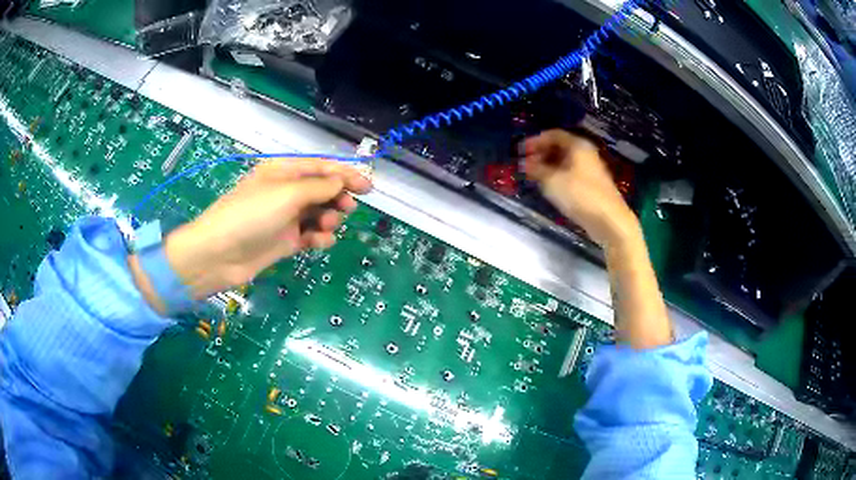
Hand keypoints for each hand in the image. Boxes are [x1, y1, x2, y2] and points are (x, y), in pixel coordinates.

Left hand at [144, 158, 371, 305]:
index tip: (368, 187)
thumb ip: (319, 187)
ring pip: (319, 212)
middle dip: (337, 197)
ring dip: (328, 218)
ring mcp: (286, 217)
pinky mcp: (286, 240)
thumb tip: (342, 183)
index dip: (346, 175)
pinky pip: (311, 234)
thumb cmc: (251, 215)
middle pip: (323, 189)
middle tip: (346, 208)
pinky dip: (319, 237)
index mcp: (284, 171)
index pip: (321, 167)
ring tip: (324, 226)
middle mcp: (286, 191)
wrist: (219, 255)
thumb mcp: (287, 194)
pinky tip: (318, 241)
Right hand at [521, 130, 638, 247]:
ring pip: (566, 162)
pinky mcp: (593, 185)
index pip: (553, 134)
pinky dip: (558, 176)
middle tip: (526, 165)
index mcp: (578, 145)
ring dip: (549, 166)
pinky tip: (551, 188)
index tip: (520, 151)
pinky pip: (571, 174)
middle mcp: (586, 153)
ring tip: (535, 177)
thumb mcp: (552, 181)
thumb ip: (536, 169)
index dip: (535, 141)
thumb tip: (525, 163)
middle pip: (560, 147)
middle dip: (541, 154)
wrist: (609, 220)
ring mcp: (591, 169)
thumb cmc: (580, 195)